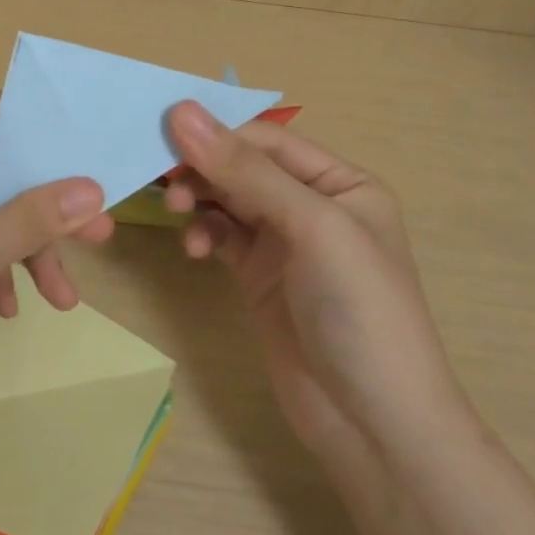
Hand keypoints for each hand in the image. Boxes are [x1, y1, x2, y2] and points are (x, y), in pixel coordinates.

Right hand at [163, 102, 466, 453]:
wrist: (372, 423)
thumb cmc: (359, 309)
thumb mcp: (310, 227)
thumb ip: (244, 170)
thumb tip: (182, 111)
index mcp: (341, 183)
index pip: (268, 140)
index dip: (219, 133)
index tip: (163, 132)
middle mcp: (312, 206)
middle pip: (243, 167)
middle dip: (203, 168)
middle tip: (161, 176)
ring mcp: (283, 244)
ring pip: (226, 200)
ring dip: (198, 199)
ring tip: (176, 211)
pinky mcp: (258, 276)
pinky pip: (220, 237)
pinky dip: (203, 235)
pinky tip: (194, 250)